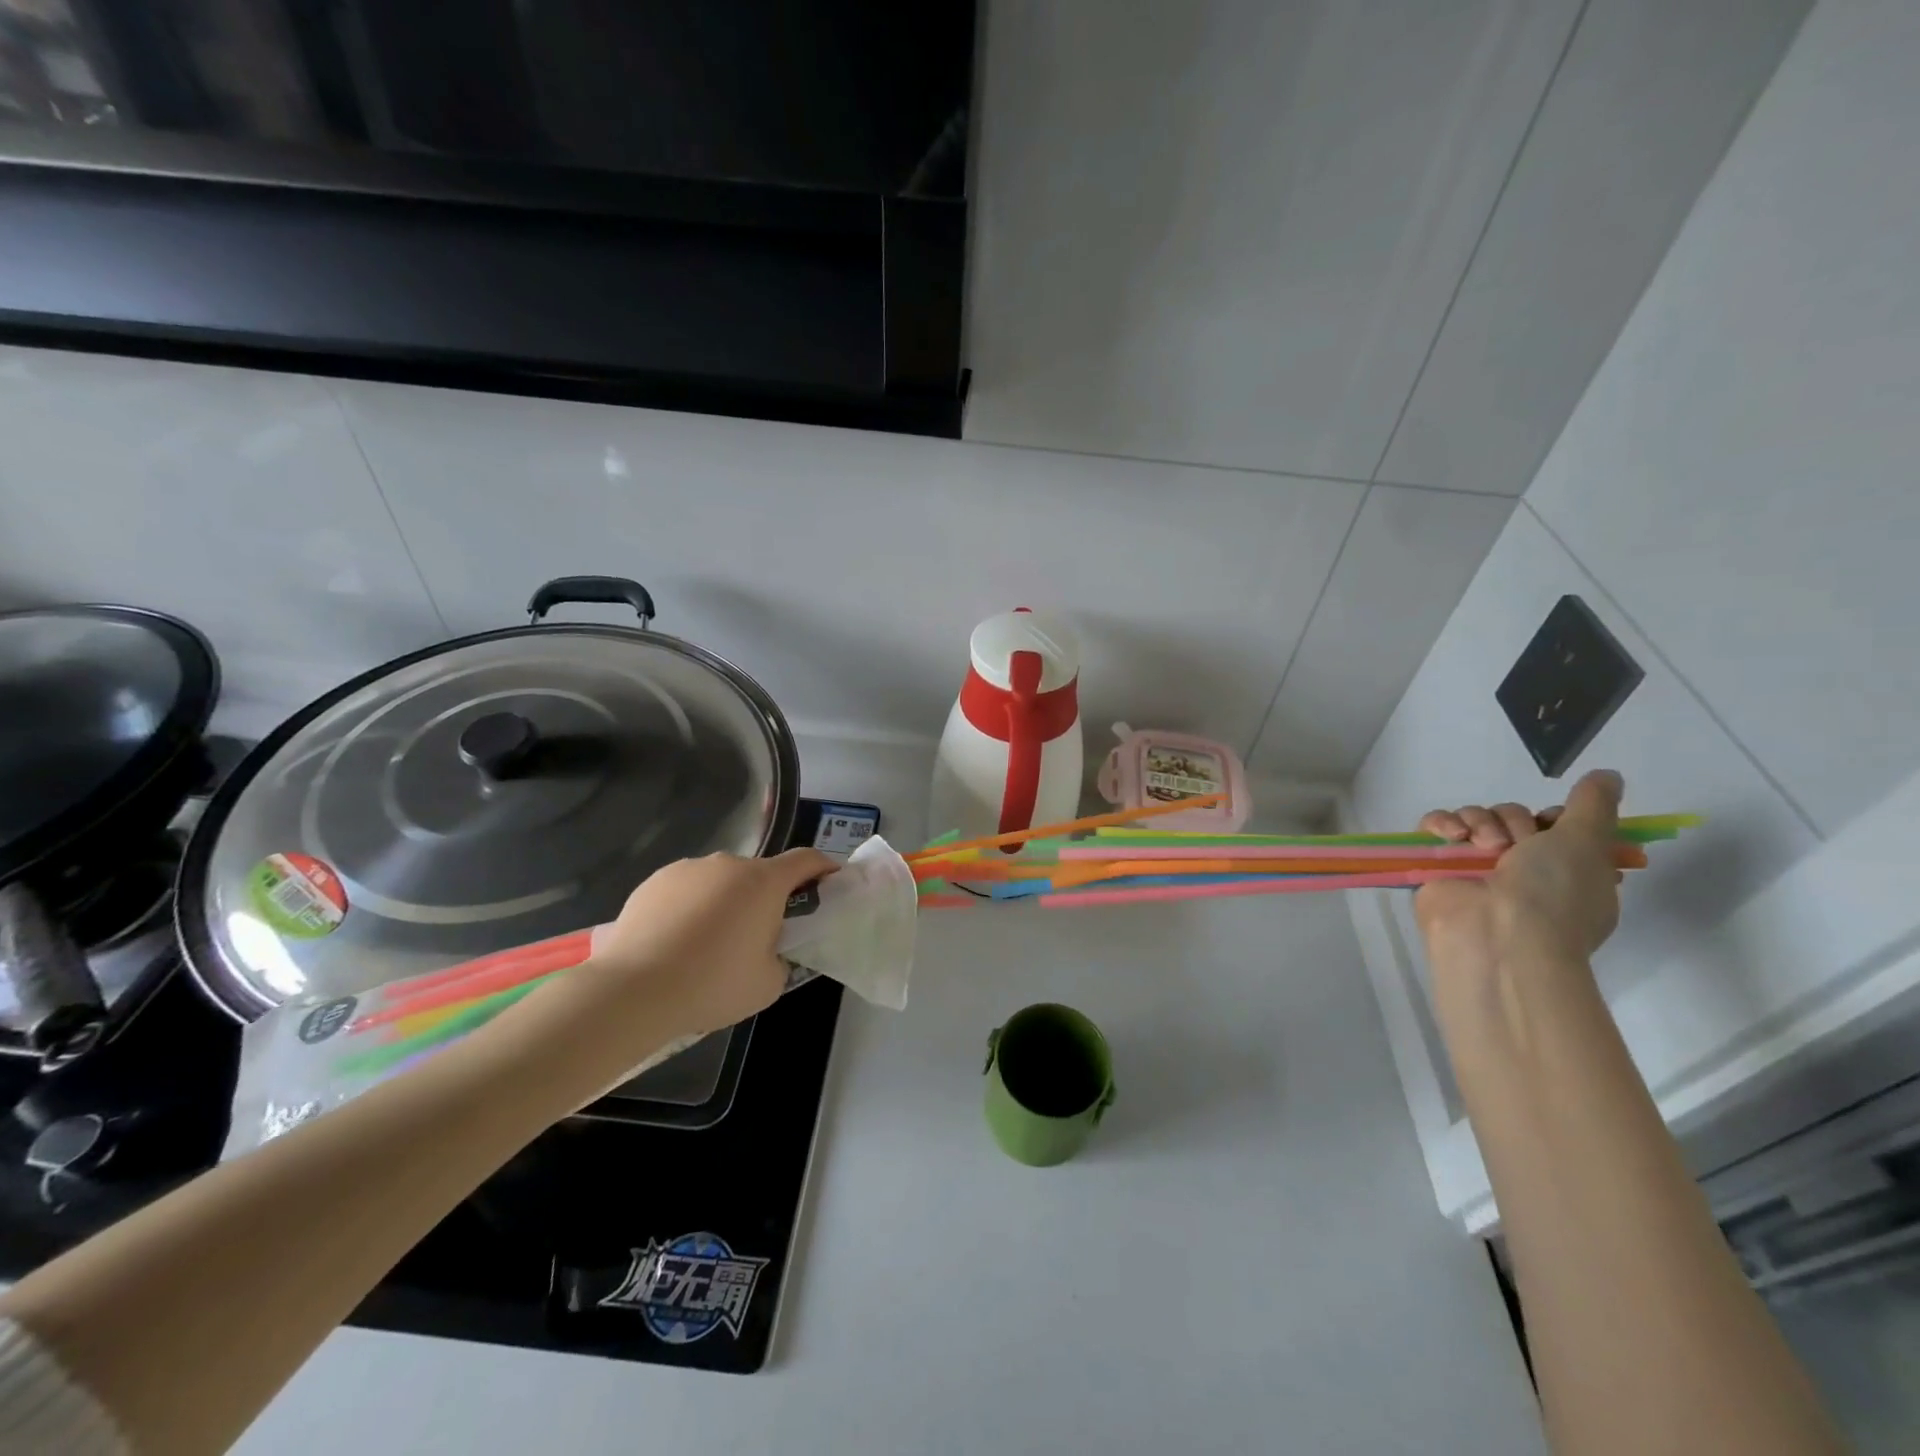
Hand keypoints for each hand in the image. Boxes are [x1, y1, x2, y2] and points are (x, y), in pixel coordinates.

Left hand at [581, 849, 838, 1038]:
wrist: (632, 989)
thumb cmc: (712, 984)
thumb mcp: (768, 983)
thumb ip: (780, 958)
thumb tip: (767, 950)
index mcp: (764, 882)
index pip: (806, 860)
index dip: (823, 870)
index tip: (829, 886)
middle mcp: (728, 864)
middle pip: (760, 874)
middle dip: (766, 898)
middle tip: (758, 937)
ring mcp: (688, 869)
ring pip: (720, 881)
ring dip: (726, 902)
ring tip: (707, 945)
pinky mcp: (654, 881)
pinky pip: (687, 889)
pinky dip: (691, 908)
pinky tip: (676, 942)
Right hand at [1413, 770, 1625, 975]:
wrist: (1496, 931)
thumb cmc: (1553, 892)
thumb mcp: (1588, 843)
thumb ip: (1595, 805)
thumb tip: (1608, 775)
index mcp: (1564, 871)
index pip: (1552, 825)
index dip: (1552, 819)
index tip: (1554, 825)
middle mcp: (1520, 869)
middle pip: (1511, 817)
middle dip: (1513, 822)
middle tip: (1515, 844)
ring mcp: (1476, 867)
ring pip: (1474, 818)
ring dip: (1479, 823)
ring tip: (1482, 845)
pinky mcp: (1437, 865)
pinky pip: (1435, 827)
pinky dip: (1441, 823)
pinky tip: (1451, 835)